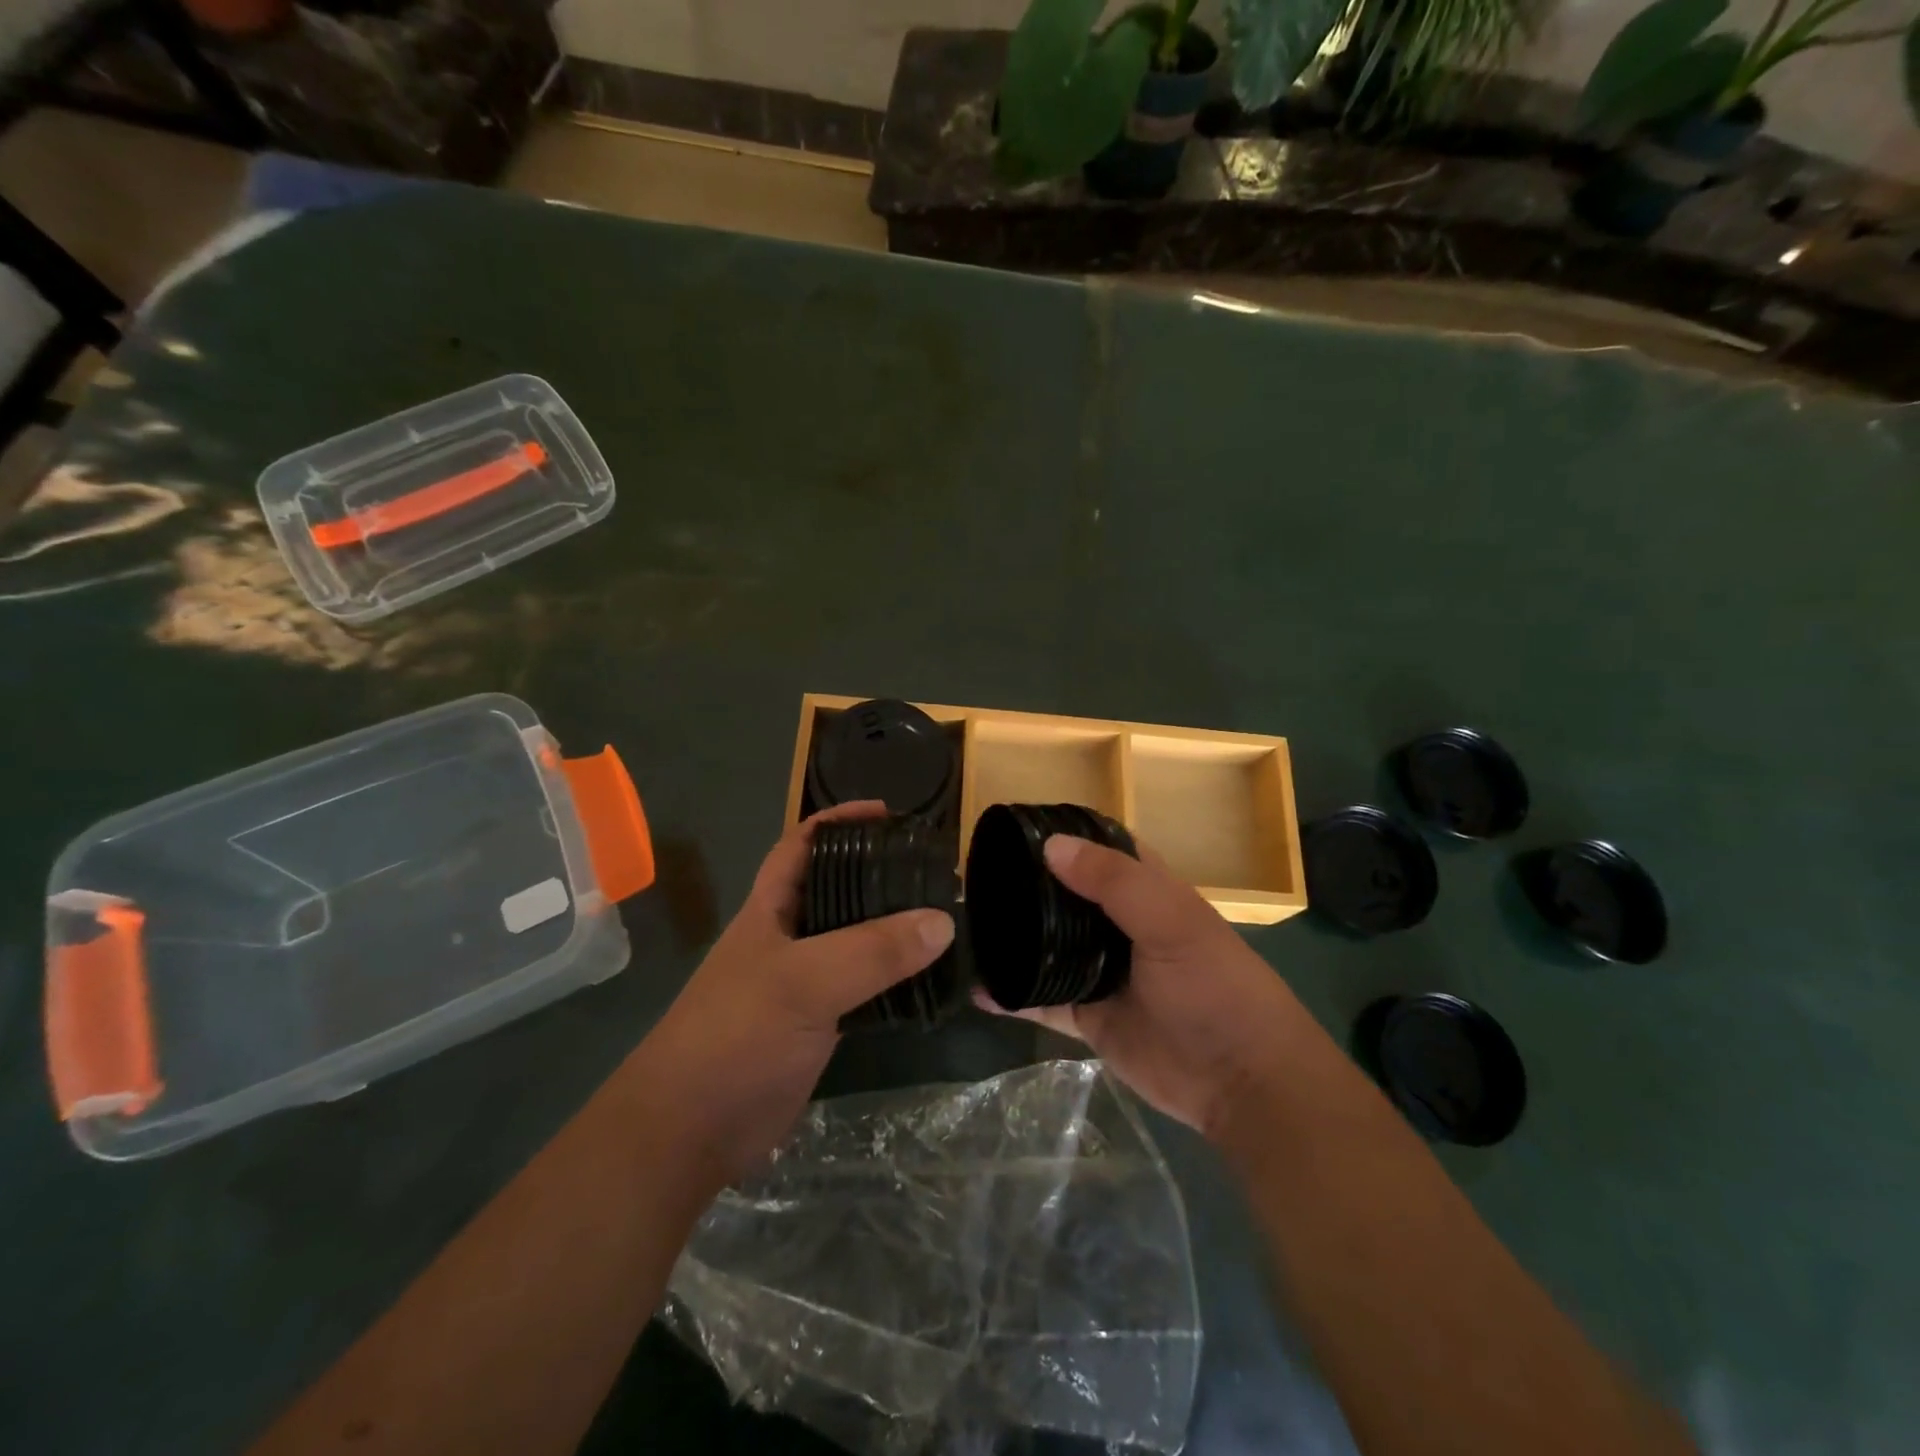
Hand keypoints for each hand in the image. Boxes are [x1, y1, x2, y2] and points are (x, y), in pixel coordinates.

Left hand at [638, 802, 954, 1181]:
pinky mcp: (817, 1023)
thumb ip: (873, 951)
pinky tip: (927, 976)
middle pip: (836, 888)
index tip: (889, 814)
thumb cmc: (736, 1036)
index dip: (840, 821)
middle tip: (932, 868)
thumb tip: (943, 920)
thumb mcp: (804, 982)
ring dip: (892, 926)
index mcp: (771, 909)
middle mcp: (788, 937)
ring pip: (854, 939)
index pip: (803, 844)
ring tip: (943, 915)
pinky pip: (863, 985)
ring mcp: (803, 982)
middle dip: (879, 871)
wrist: (690, 1131)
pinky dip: (894, 976)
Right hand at [976, 835, 1310, 1139]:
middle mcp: (1119, 924)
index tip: (1014, 828)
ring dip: (1015, 937)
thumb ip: (1114, 882)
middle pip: (1066, 895)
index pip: (1101, 848)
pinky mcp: (1089, 1016)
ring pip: (1049, 945)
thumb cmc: (1214, 985)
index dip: (1064, 834)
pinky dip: (1013, 995)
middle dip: (1027, 885)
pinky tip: (979, 990)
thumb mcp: (1172, 922)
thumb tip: (1050, 845)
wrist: (1241, 1082)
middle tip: (974, 876)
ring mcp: (1102, 971)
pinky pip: (1041, 1000)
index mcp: (1147, 890)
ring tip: (968, 924)